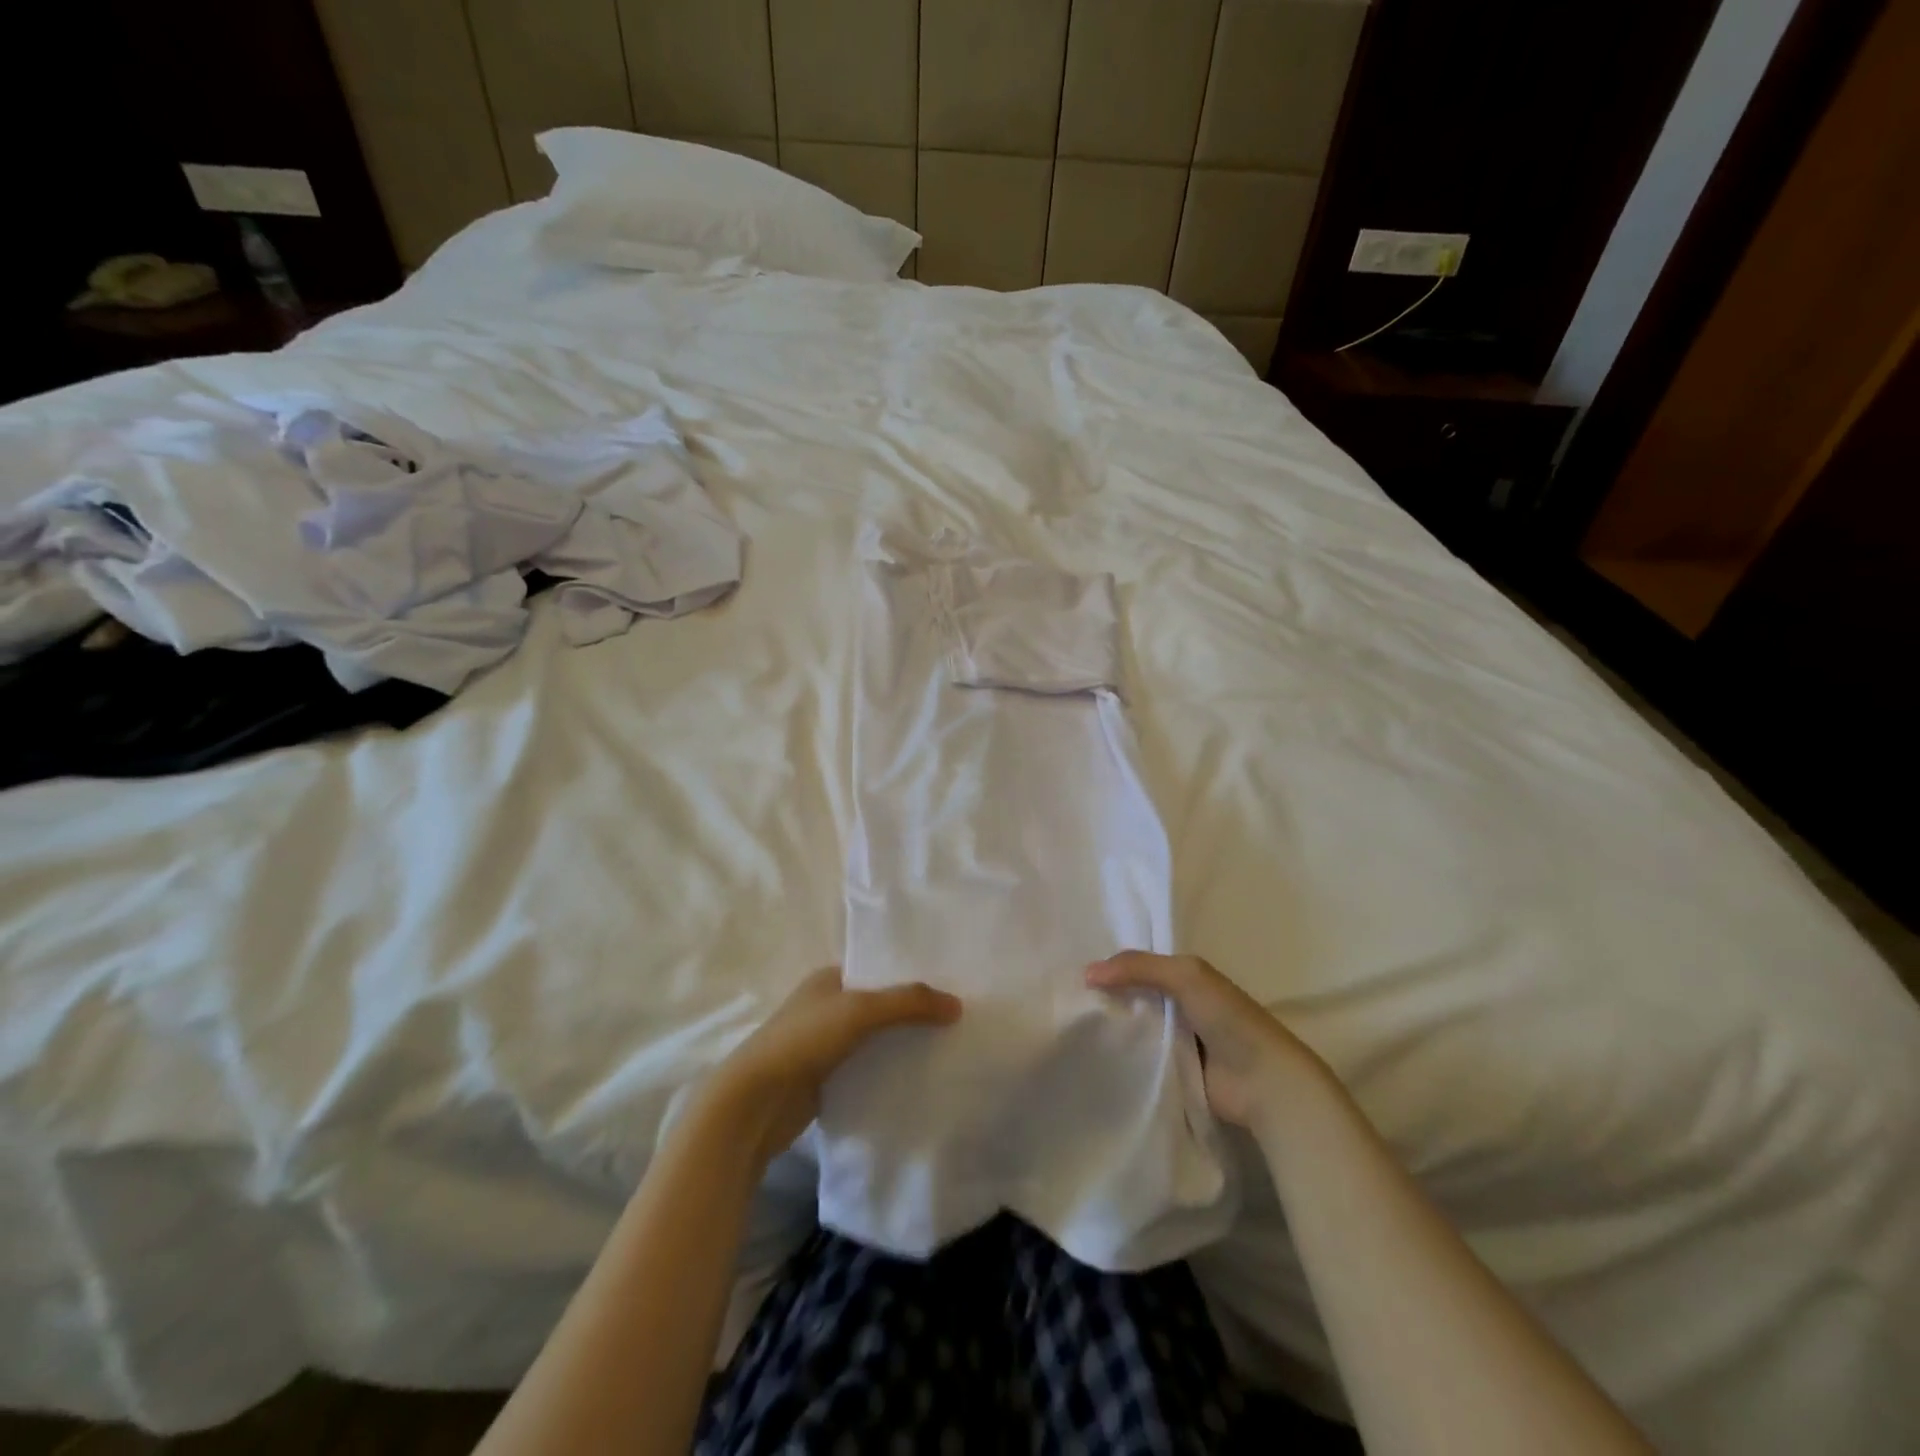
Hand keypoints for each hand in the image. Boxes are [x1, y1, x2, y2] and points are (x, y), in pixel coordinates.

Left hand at [705, 967, 961, 1164]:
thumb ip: (909, 1002)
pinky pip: (867, 1068)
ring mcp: (824, 1044)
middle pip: (880, 1005)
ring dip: (902, 1043)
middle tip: (956, 1019)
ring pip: (875, 1038)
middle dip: (912, 1012)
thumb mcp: (860, 1010)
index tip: (950, 986)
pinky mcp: (825, 1079)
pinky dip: (889, 1071)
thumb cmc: (803, 1041)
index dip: (912, 976)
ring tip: (947, 1047)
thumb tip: (957, 1005)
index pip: (879, 970)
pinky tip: (918, 1078)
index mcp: (829, 978)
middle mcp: (827, 1006)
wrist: (753, 1103)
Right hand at [1086, 952, 1324, 1131]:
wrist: (1263, 1082)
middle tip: (1066, 1000)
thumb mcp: (1185, 976)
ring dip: (1112, 1028)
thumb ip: (1138, 967)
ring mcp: (1176, 1042)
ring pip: (1134, 1028)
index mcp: (1187, 978)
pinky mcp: (1172, 1074)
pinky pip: (1140, 1060)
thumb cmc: (1229, 1018)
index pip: (1142, 966)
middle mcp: (1180, 1006)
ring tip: (1070, 1027)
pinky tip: (1091, 1054)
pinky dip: (1122, 1056)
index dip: (1113, 965)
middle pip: (1135, 997)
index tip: (1076, 970)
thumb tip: (1087, 973)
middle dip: (1107, 997)